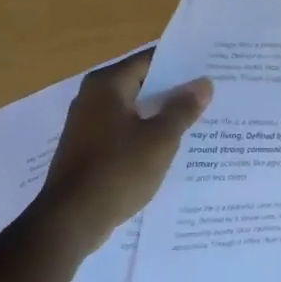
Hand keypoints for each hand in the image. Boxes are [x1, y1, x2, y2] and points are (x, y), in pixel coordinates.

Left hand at [34, 50, 212, 251]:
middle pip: (141, 84)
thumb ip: (182, 109)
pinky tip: (169, 147)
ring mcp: (87, 125)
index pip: (150, 61)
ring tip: (196, 120)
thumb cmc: (118, 171)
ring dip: (160, 115)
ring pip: (133, 110)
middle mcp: (92, 97)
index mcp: (107, 85)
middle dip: (173, 91)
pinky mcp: (87, 149)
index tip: (208, 68)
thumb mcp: (160, 139)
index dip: (180, 64)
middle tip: (209, 94)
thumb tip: (203, 84)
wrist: (71, 221)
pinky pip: (123, 132)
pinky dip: (144, 134)